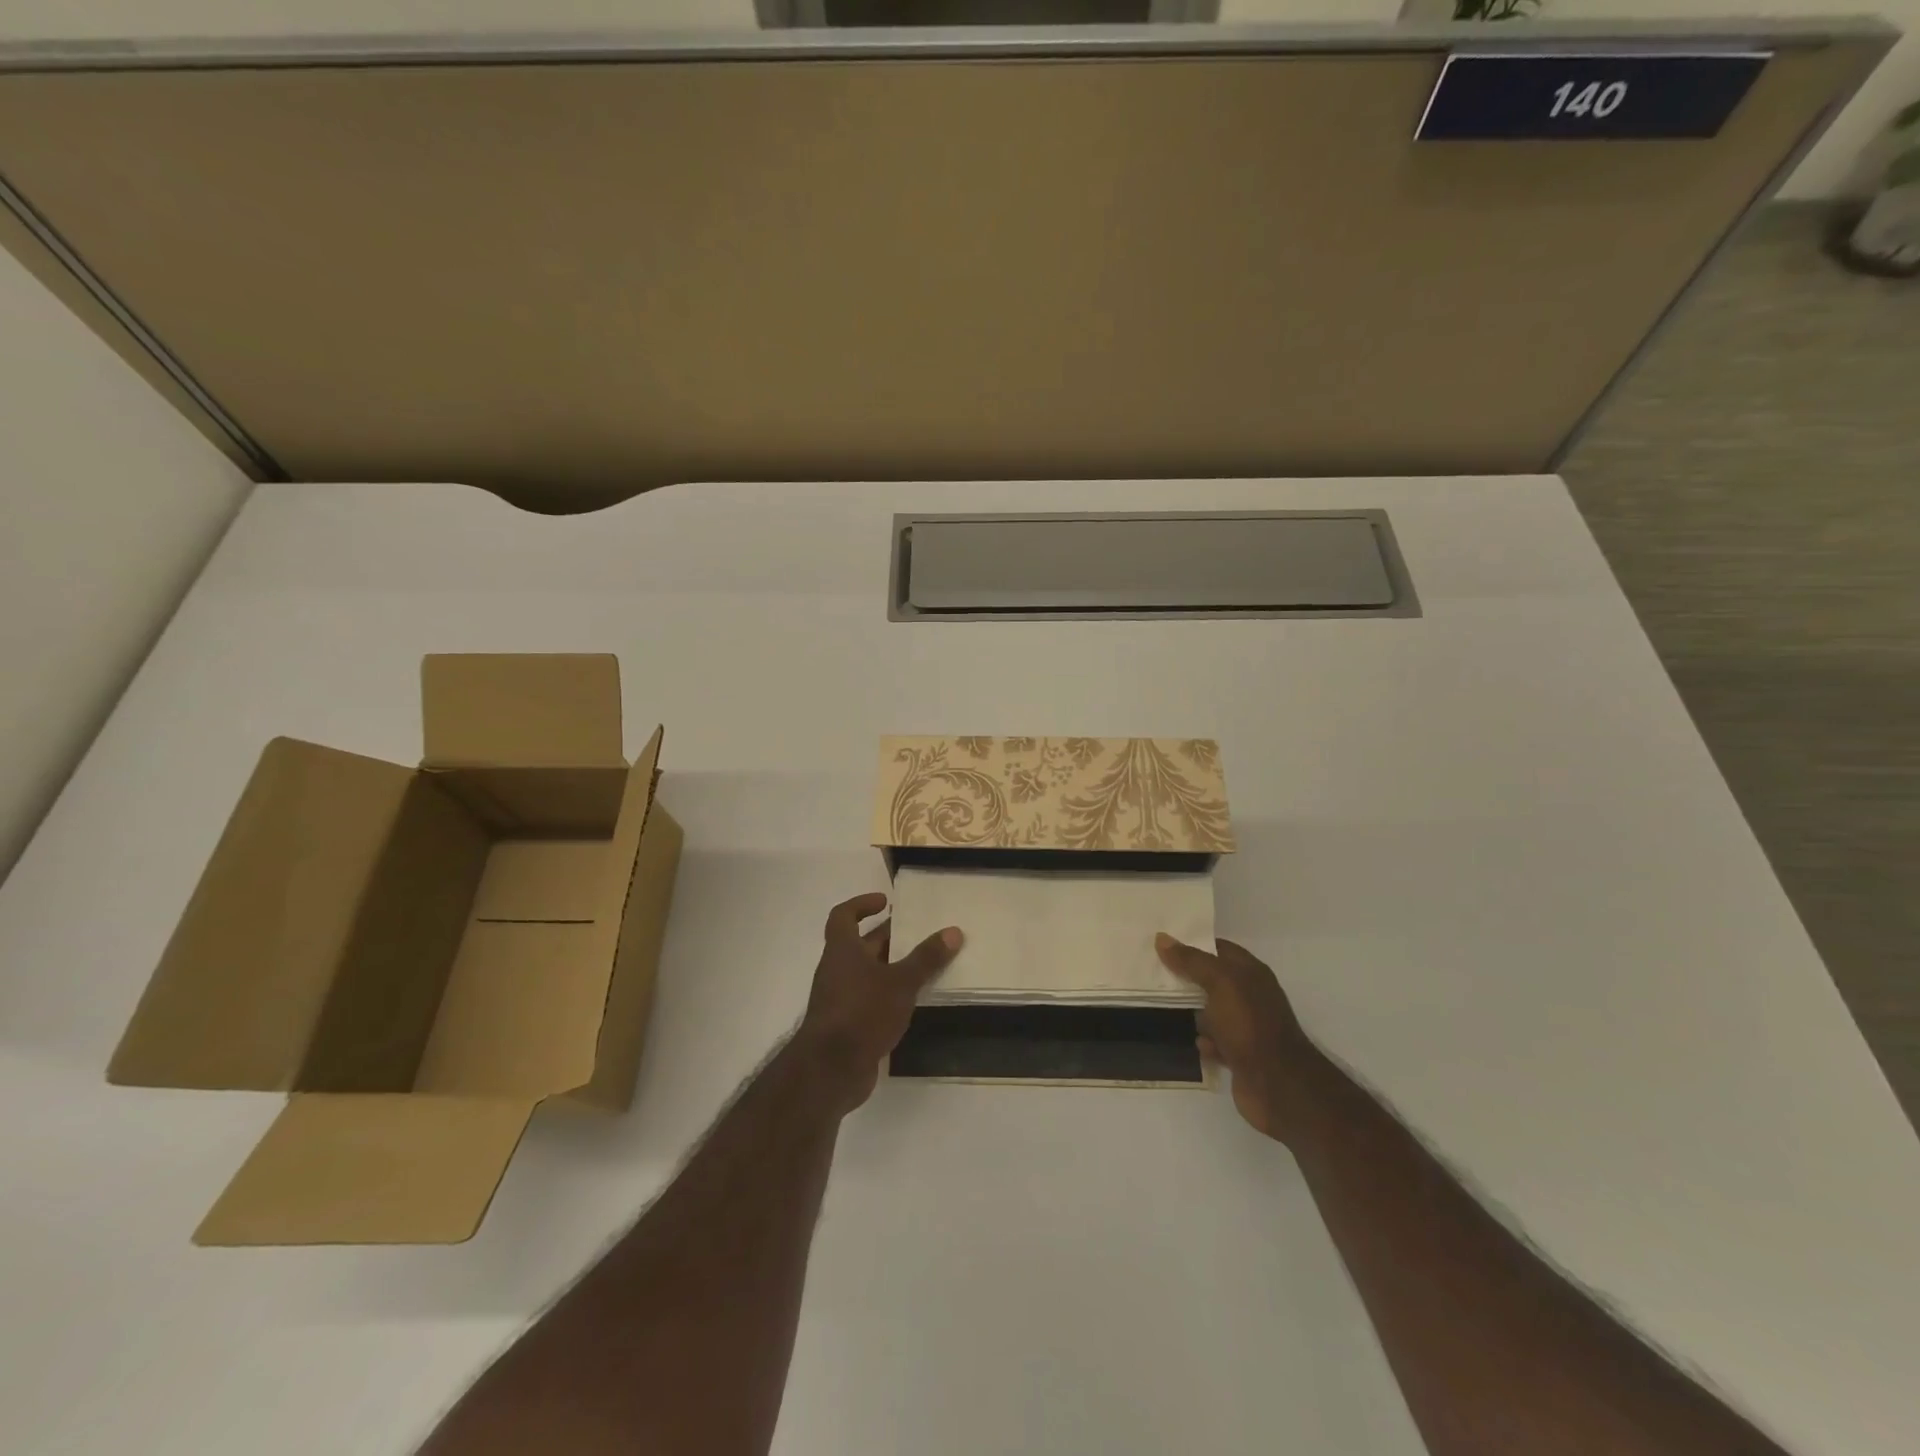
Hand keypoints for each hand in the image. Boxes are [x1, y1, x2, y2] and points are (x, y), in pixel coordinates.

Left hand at [798, 892, 961, 1113]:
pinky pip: (871, 999)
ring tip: (925, 965)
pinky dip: (890, 995)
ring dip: (892, 967)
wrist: (831, 1070)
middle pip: (861, 945)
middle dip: (888, 937)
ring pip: (868, 973)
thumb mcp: (900, 982)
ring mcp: (840, 999)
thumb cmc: (862, 1012)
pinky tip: (914, 1001)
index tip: (886, 902)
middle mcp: (837, 970)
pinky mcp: (848, 1025)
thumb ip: (926, 958)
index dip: (861, 904)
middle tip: (920, 933)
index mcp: (842, 950)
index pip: (843, 916)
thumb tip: (953, 931)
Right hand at [1156, 933, 1304, 1140]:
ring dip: (1194, 1014)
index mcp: (1251, 973)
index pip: (1219, 948)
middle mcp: (1251, 996)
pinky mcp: (1241, 1055)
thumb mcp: (1219, 983)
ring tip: (1166, 1009)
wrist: (1277, 1085)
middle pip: (1212, 980)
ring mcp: (1247, 1027)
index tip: (1162, 944)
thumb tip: (1162, 938)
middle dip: (1187, 979)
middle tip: (1154, 975)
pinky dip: (1205, 1042)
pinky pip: (1216, 1041)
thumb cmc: (1249, 1025)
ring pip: (1212, 1012)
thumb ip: (1191, 960)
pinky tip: (1198, 1044)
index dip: (1192, 943)